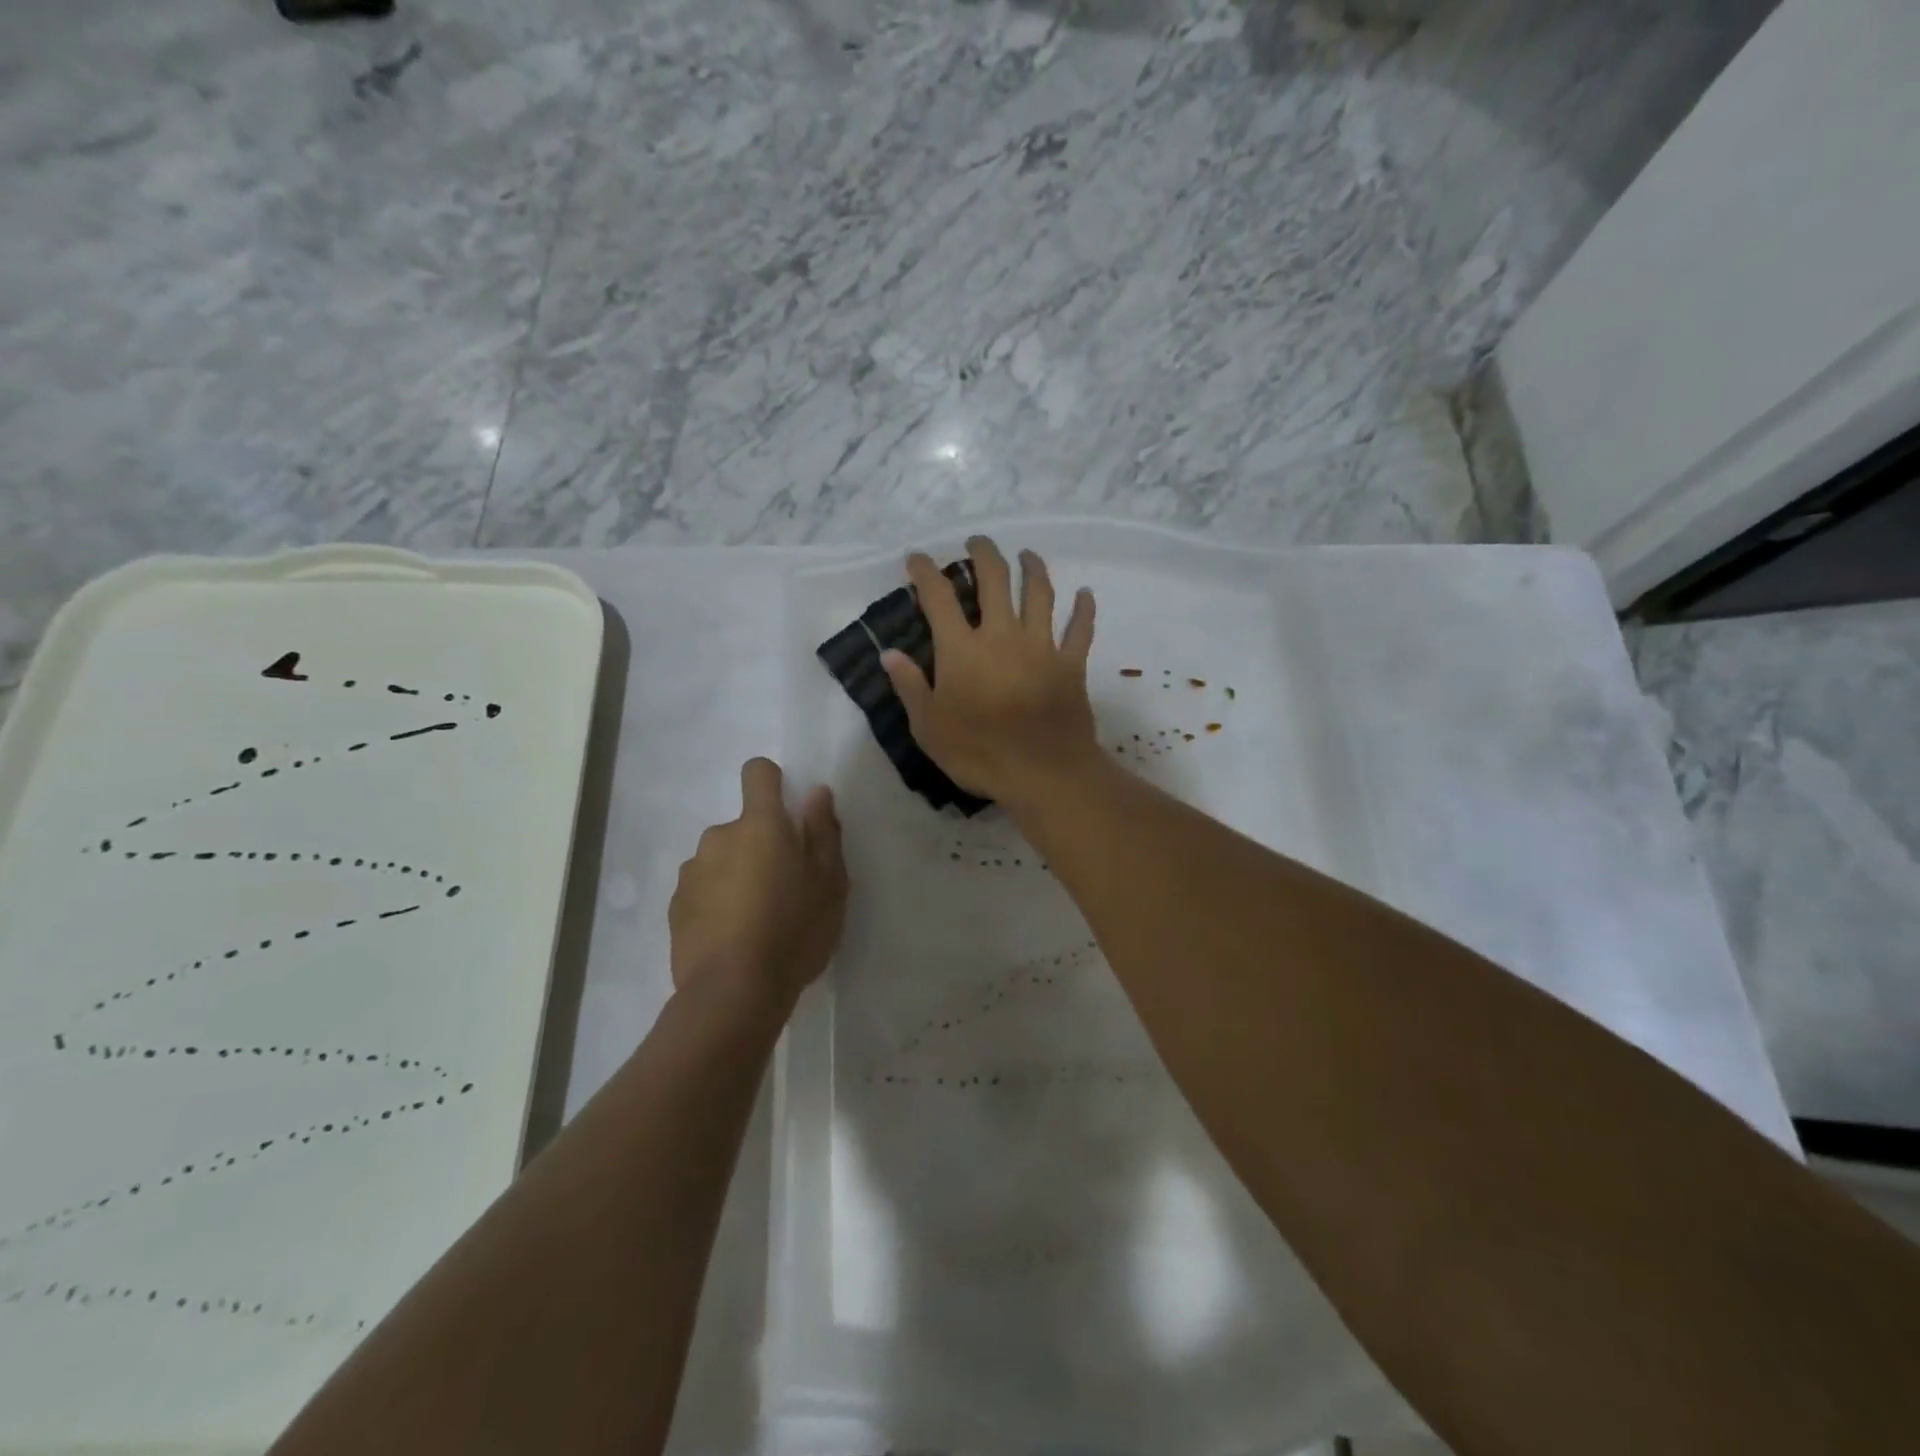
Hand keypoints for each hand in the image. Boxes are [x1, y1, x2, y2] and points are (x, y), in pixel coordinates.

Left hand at [669, 758, 847, 1012]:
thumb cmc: (794, 930)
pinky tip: (731, 938)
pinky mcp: (675, 907)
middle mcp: (719, 837)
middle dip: (760, 846)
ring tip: (756, 920)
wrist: (733, 993)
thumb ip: (823, 831)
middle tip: (784, 889)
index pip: (757, 774)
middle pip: (743, 826)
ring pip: (721, 860)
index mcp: (760, 825)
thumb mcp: (830, 883)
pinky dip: (716, 903)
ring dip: (736, 875)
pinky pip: (702, 890)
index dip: (772, 782)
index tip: (787, 811)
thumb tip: (816, 792)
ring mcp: (692, 872)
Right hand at [882, 536, 1101, 805]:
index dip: (925, 572)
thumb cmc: (978, 753)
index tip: (917, 558)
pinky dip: (1084, 610)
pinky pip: (1081, 630)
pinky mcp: (1071, 664)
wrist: (1042, 772)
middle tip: (978, 542)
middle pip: (994, 580)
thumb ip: (910, 686)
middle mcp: (1002, 635)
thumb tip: (889, 653)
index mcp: (962, 649)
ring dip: (1033, 569)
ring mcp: (1041, 646)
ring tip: (1027, 555)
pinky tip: (1086, 593)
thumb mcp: (928, 727)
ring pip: (1039, 594)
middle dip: (984, 554)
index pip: (938, 597)